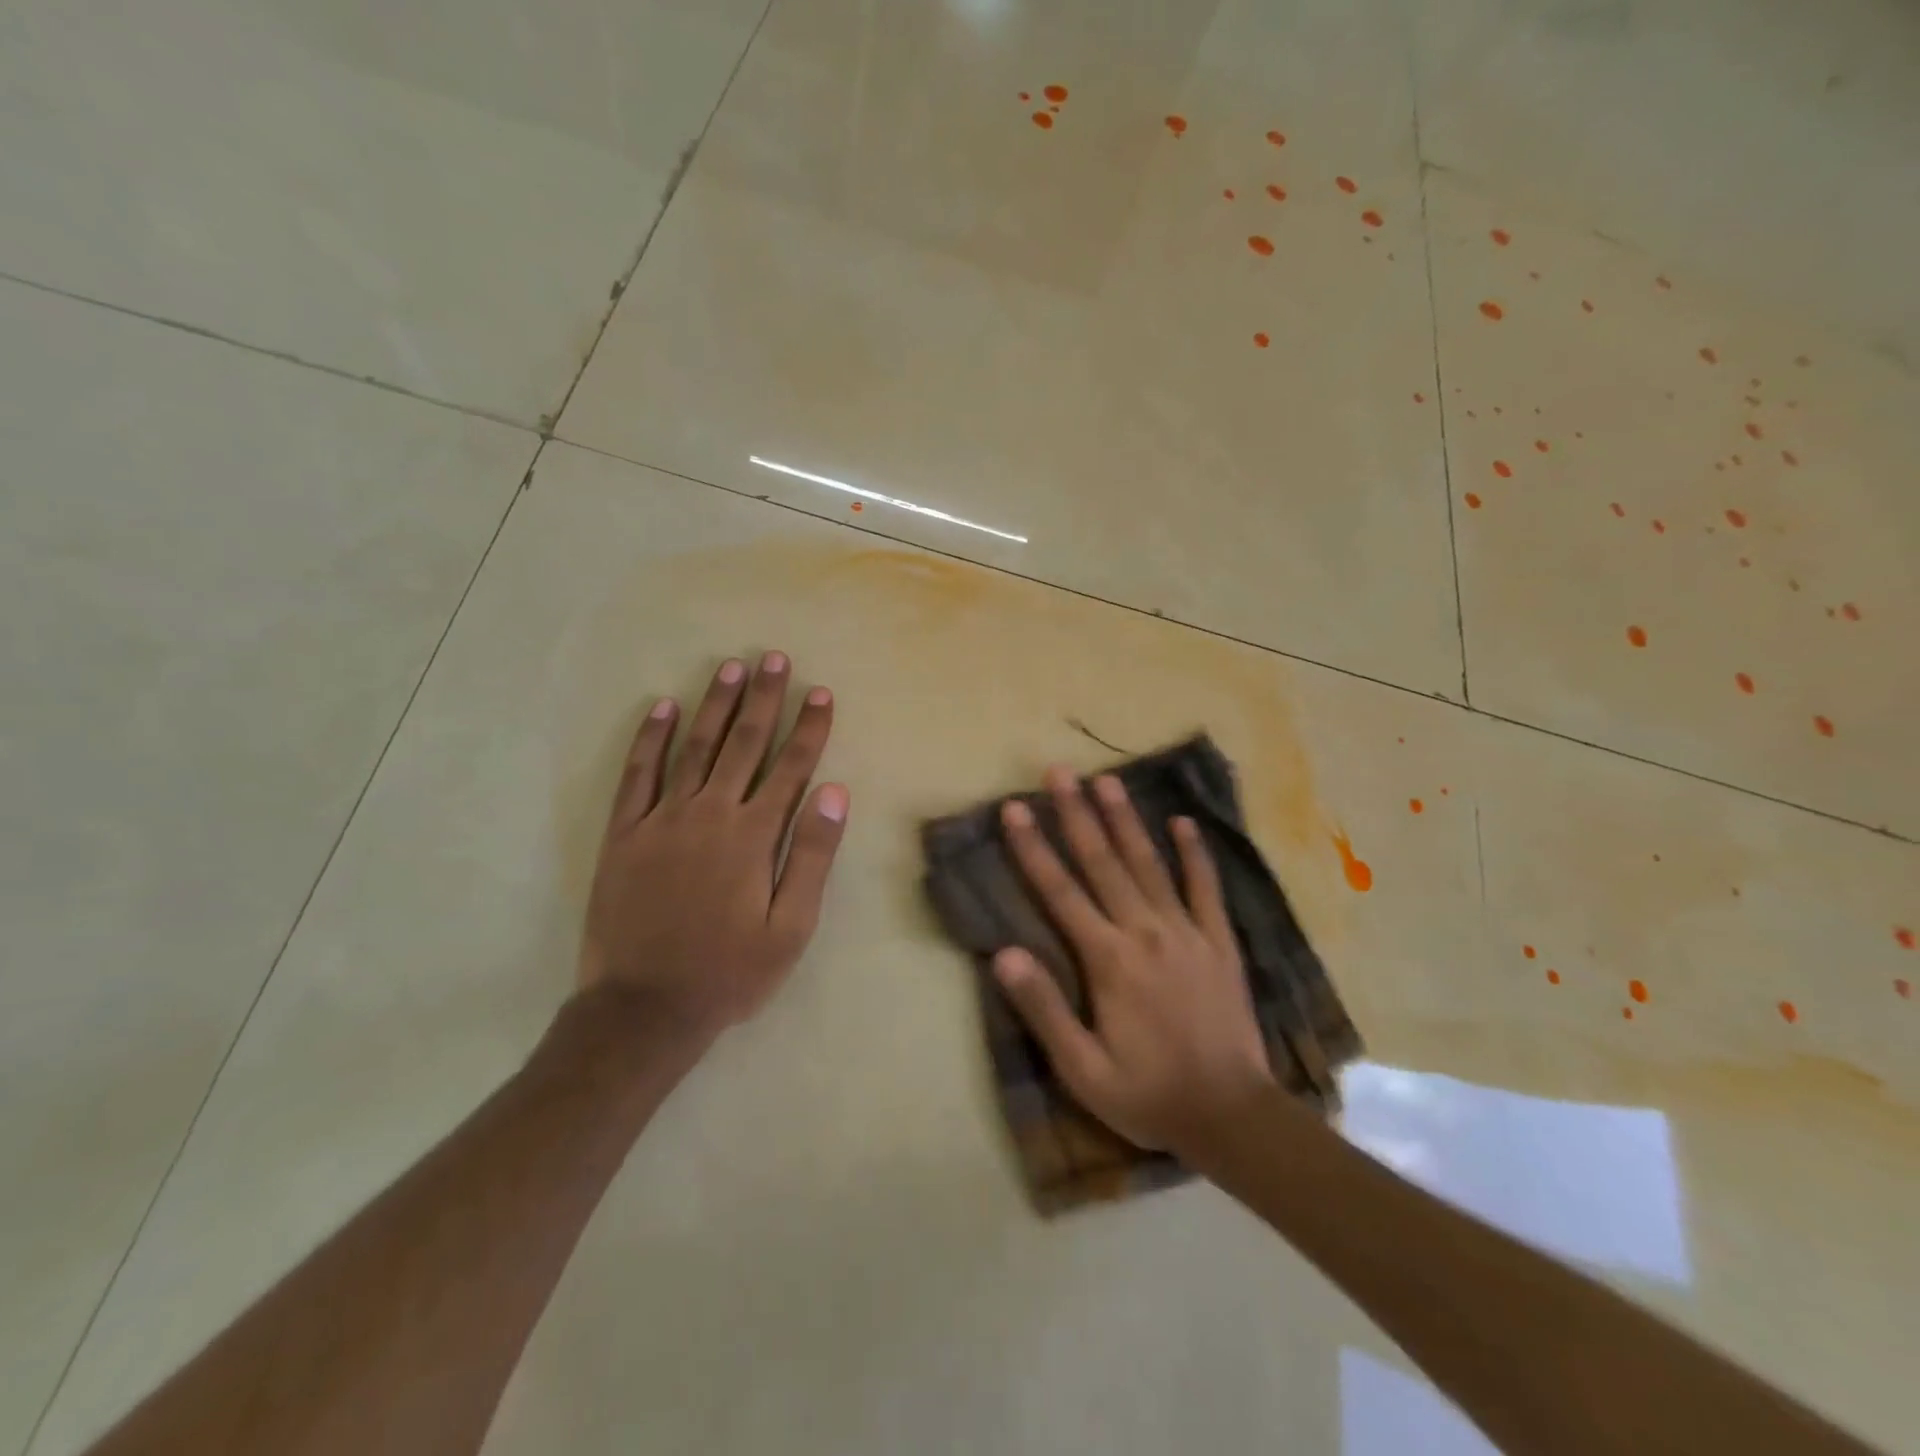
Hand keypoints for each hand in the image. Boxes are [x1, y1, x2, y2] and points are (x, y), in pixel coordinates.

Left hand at [578, 651, 848, 1043]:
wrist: (644, 1008)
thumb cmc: (730, 971)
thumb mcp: (790, 926)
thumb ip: (812, 855)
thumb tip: (834, 792)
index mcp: (753, 836)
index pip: (790, 767)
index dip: (809, 728)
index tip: (820, 693)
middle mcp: (710, 813)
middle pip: (744, 744)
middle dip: (764, 699)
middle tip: (775, 659)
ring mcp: (662, 819)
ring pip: (694, 747)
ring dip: (715, 705)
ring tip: (731, 668)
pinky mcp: (624, 833)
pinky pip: (638, 774)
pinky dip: (649, 738)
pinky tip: (661, 707)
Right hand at [994, 767, 1273, 1155]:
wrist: (1232, 1116)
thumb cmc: (1148, 1093)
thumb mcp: (1083, 1069)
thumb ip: (1043, 1009)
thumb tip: (1003, 954)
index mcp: (1108, 960)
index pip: (1060, 891)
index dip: (1033, 847)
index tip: (1015, 808)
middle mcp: (1144, 932)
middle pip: (1103, 862)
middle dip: (1077, 814)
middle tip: (1059, 772)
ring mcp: (1187, 932)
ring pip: (1149, 864)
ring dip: (1126, 820)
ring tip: (1107, 780)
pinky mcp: (1219, 942)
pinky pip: (1205, 888)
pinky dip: (1195, 853)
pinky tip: (1183, 822)